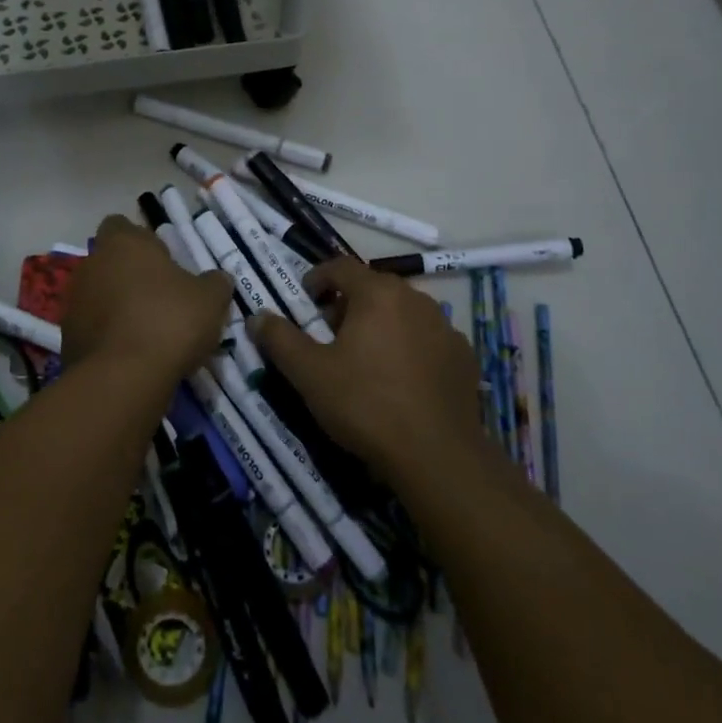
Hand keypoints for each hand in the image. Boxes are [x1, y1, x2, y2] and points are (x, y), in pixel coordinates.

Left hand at [62, 215, 233, 381]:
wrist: (123, 379)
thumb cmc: (169, 321)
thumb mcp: (210, 300)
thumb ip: (214, 283)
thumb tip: (217, 279)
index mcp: (123, 243)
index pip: (121, 226)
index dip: (141, 240)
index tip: (162, 260)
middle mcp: (91, 265)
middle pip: (109, 262)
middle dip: (130, 276)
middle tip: (161, 298)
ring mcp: (74, 302)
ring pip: (99, 296)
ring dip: (118, 307)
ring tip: (148, 332)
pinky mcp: (67, 338)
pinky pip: (93, 328)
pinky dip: (109, 336)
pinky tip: (132, 356)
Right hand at [249, 259, 483, 479]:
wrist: (437, 456)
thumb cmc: (366, 404)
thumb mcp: (309, 374)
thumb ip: (280, 339)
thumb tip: (258, 316)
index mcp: (378, 293)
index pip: (340, 267)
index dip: (317, 278)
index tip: (305, 301)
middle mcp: (416, 299)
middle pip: (373, 289)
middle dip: (348, 306)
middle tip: (329, 337)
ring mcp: (445, 327)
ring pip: (402, 313)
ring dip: (380, 325)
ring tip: (365, 360)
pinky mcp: (464, 356)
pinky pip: (427, 339)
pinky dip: (409, 348)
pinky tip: (401, 380)